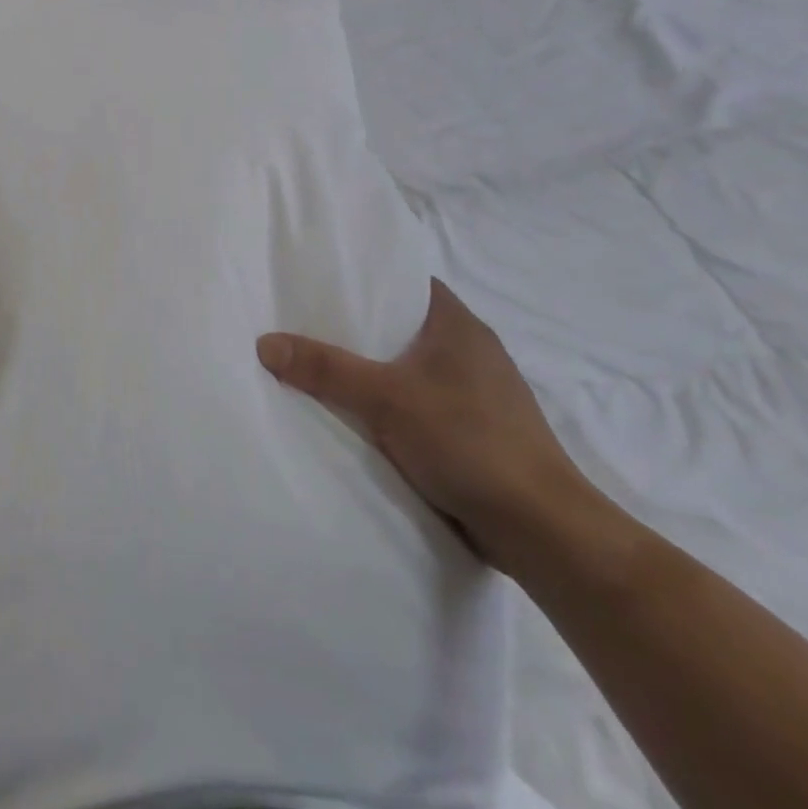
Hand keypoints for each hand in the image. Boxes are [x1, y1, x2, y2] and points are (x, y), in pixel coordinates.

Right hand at [258, 279, 594, 573]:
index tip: (322, 282)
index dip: (367, 278)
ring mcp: (480, 394)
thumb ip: (325, 368)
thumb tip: (265, 342)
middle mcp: (473, 351)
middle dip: (360, 328)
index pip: (407, 282)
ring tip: (324, 369)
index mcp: (459, 325)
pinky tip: (363, 417)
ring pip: (413, 367)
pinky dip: (394, 404)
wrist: (542, 530)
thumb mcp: (385, 399)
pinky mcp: (479, 432)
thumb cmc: (468, 442)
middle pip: (404, 325)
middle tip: (307, 325)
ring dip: (376, 370)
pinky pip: (423, 402)